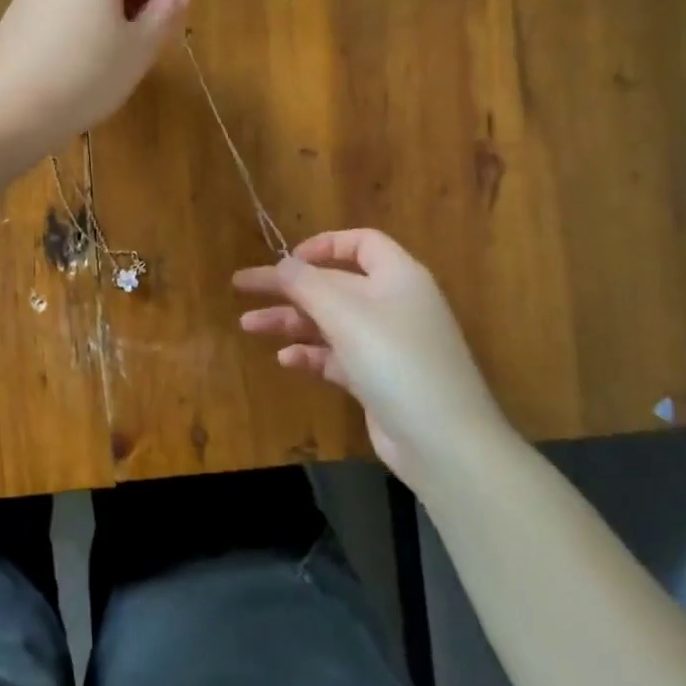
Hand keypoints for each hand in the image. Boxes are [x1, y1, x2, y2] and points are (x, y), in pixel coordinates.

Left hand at [0, 0, 189, 153]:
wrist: (10, 109)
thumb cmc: (88, 76)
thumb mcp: (139, 50)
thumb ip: (164, 15)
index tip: (156, 30)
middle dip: (127, 4)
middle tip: (133, 50)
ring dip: (98, 19)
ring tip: (100, 64)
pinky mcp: (12, 16)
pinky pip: (53, 13)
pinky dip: (69, 31)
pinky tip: (67, 69)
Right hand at [234, 230, 509, 481]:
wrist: (443, 442)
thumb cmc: (394, 358)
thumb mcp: (343, 311)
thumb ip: (306, 282)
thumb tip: (283, 264)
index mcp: (397, 276)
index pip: (360, 243)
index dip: (322, 245)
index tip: (287, 259)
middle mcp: (394, 304)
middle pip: (334, 284)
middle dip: (288, 286)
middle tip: (242, 286)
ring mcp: (388, 345)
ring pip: (330, 322)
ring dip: (290, 321)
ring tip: (248, 325)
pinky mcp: (379, 380)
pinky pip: (337, 357)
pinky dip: (311, 354)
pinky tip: (285, 360)